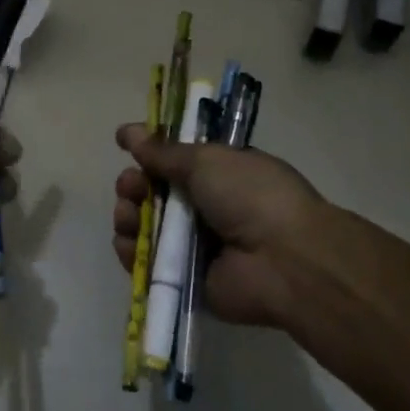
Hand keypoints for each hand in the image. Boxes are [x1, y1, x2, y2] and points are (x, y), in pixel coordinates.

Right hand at [112, 124, 338, 329]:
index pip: (174, 160)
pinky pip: (147, 263)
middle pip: (154, 193)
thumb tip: (128, 131)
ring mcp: (194, 245)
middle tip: (131, 186)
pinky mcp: (185, 279)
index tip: (125, 144)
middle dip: (134, 185)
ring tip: (130, 214)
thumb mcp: (206, 160)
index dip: (149, 152)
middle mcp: (206, 207)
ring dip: (130, 215)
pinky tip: (127, 241)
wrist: (284, 260)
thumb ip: (163, 151)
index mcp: (219, 173)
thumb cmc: (251, 195)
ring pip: (145, 226)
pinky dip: (132, 252)